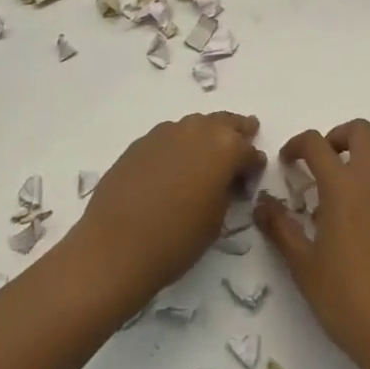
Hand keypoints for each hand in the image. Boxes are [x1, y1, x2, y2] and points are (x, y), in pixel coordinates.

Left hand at [72, 111, 263, 310]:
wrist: (116, 245)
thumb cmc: (177, 239)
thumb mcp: (217, 220)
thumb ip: (226, 191)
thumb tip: (225, 181)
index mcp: (225, 148)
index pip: (249, 151)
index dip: (253, 166)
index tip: (251, 180)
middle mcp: (197, 130)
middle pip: (224, 123)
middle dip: (236, 131)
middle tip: (245, 136)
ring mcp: (166, 132)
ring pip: (195, 125)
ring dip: (207, 134)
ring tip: (209, 152)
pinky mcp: (141, 142)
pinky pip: (170, 136)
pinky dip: (179, 144)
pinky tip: (175, 163)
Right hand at [256, 120, 369, 368]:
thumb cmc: (349, 301)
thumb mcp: (304, 267)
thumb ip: (281, 228)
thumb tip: (262, 203)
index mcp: (343, 186)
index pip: (316, 143)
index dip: (296, 145)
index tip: (286, 163)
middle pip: (360, 132)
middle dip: (335, 137)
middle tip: (318, 165)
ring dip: (359, 158)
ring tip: (338, 193)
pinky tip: (361, 221)